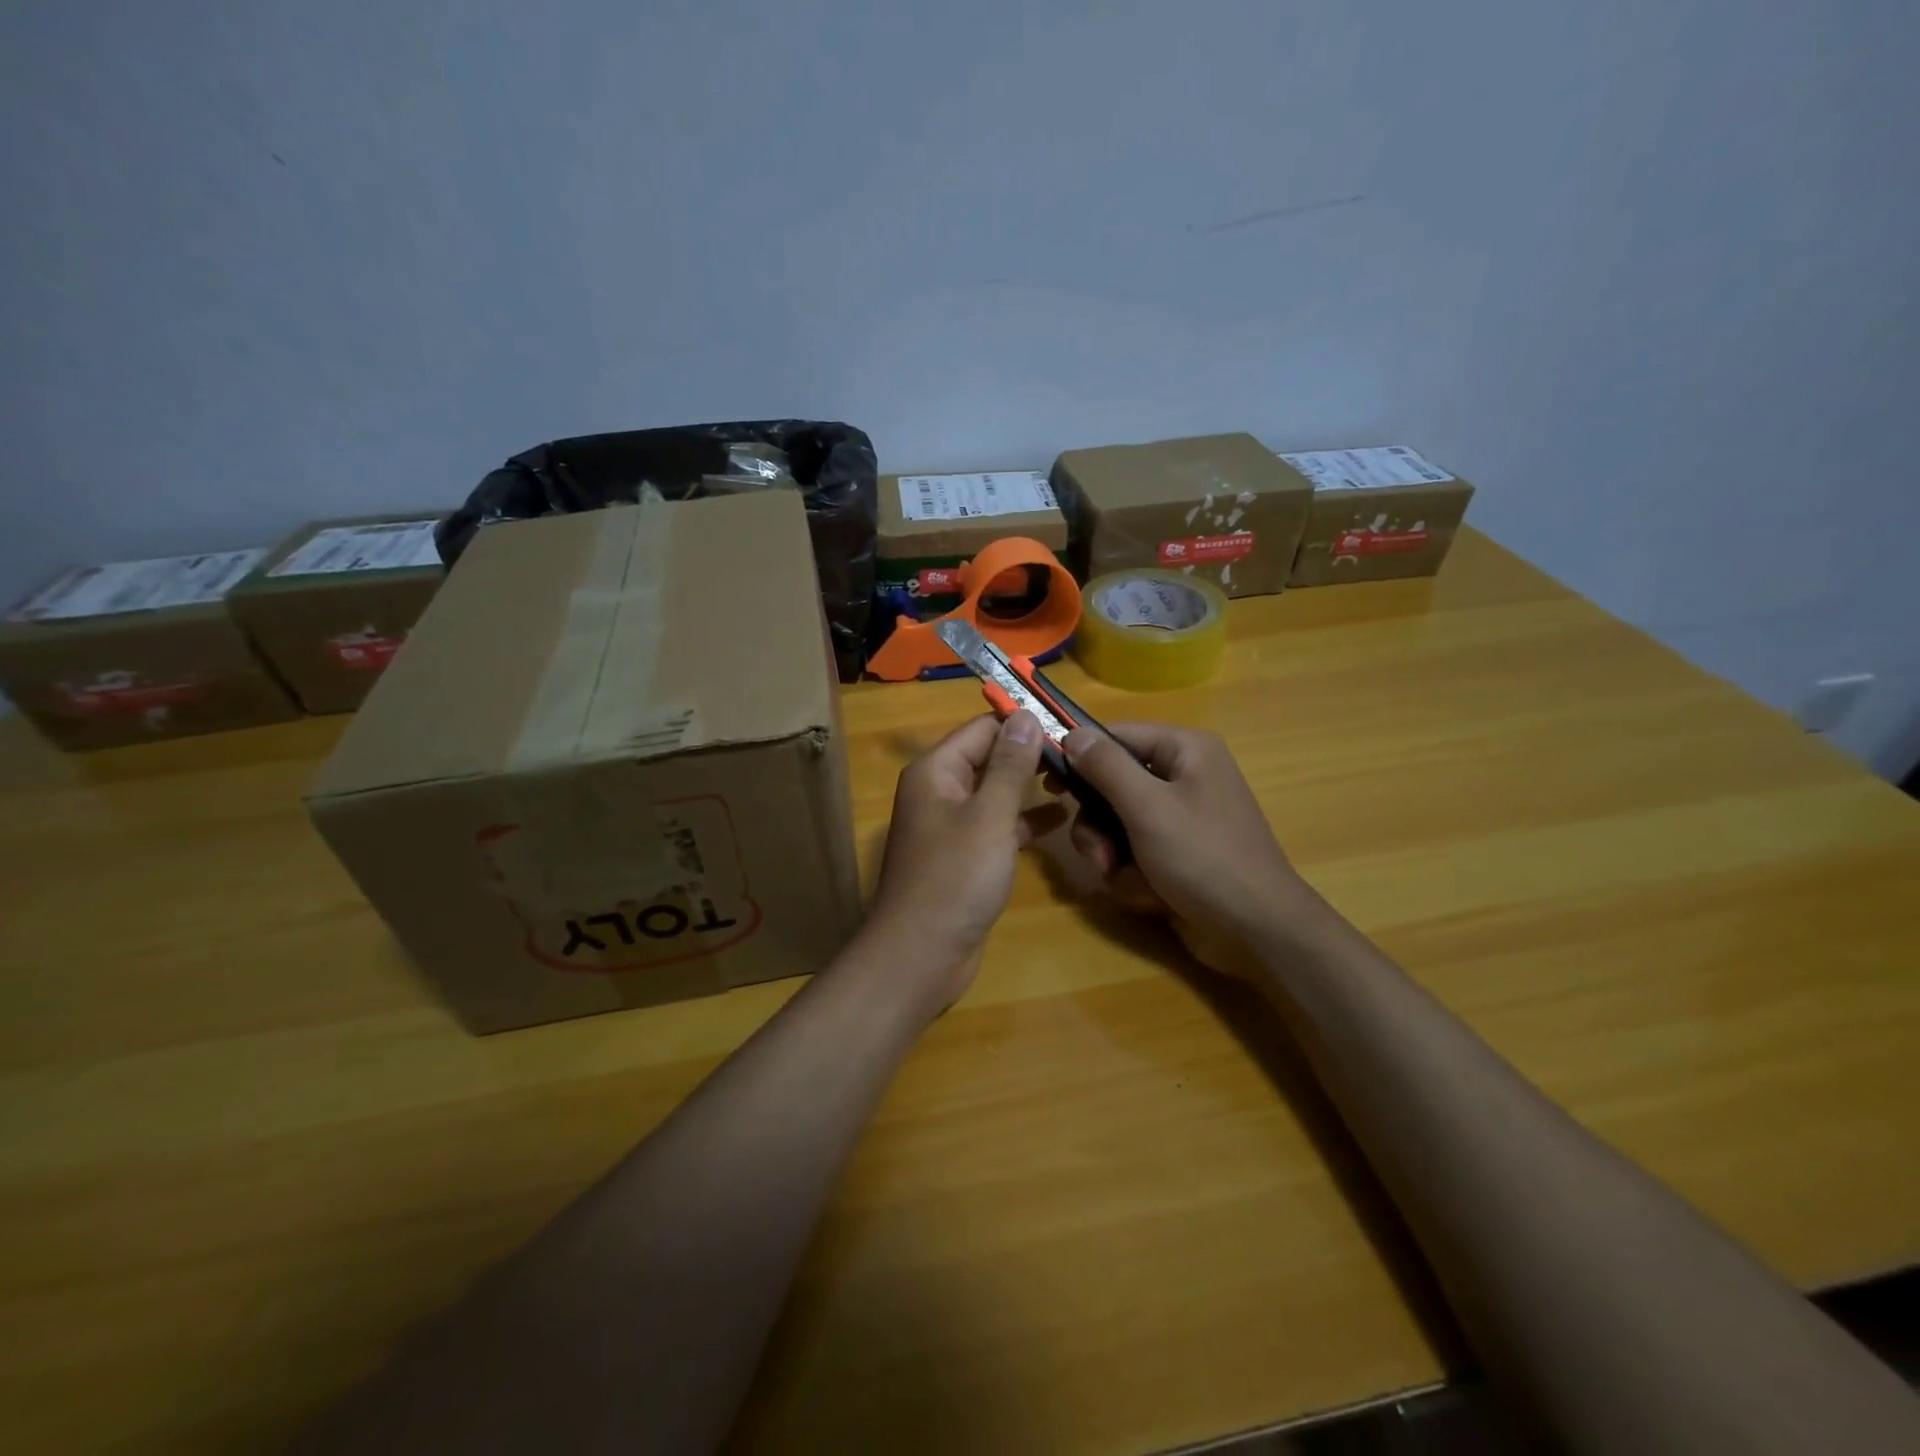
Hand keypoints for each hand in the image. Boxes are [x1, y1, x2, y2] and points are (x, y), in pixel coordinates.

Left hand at [863, 712, 1065, 1013]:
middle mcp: (940, 791)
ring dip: (1031, 787)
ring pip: (996, 794)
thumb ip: (1009, 765)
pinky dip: (1024, 821)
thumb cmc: (954, 878)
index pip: (982, 729)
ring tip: (1079, 780)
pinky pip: (997, 826)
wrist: (921, 955)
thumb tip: (1024, 716)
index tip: (1068, 723)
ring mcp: (952, 826)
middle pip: (989, 758)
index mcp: (936, 771)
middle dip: (1030, 754)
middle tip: (1082, 753)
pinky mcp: (965, 857)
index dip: (1022, 723)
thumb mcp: (989, 815)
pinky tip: (1061, 820)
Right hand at [1061, 722, 1315, 976]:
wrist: (1256, 932)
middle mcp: (1182, 777)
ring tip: (1127, 878)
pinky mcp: (1174, 854)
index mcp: (1184, 751)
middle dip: (1099, 825)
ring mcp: (1178, 819)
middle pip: (1110, 785)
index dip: (1080, 756)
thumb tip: (1072, 733)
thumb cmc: (1204, 857)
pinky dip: (1133, 876)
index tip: (1048, 782)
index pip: (1116, 736)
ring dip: (1113, 856)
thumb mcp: (1148, 807)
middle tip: (1099, 852)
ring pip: (1115, 825)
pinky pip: (1132, 853)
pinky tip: (1150, 895)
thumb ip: (1106, 767)